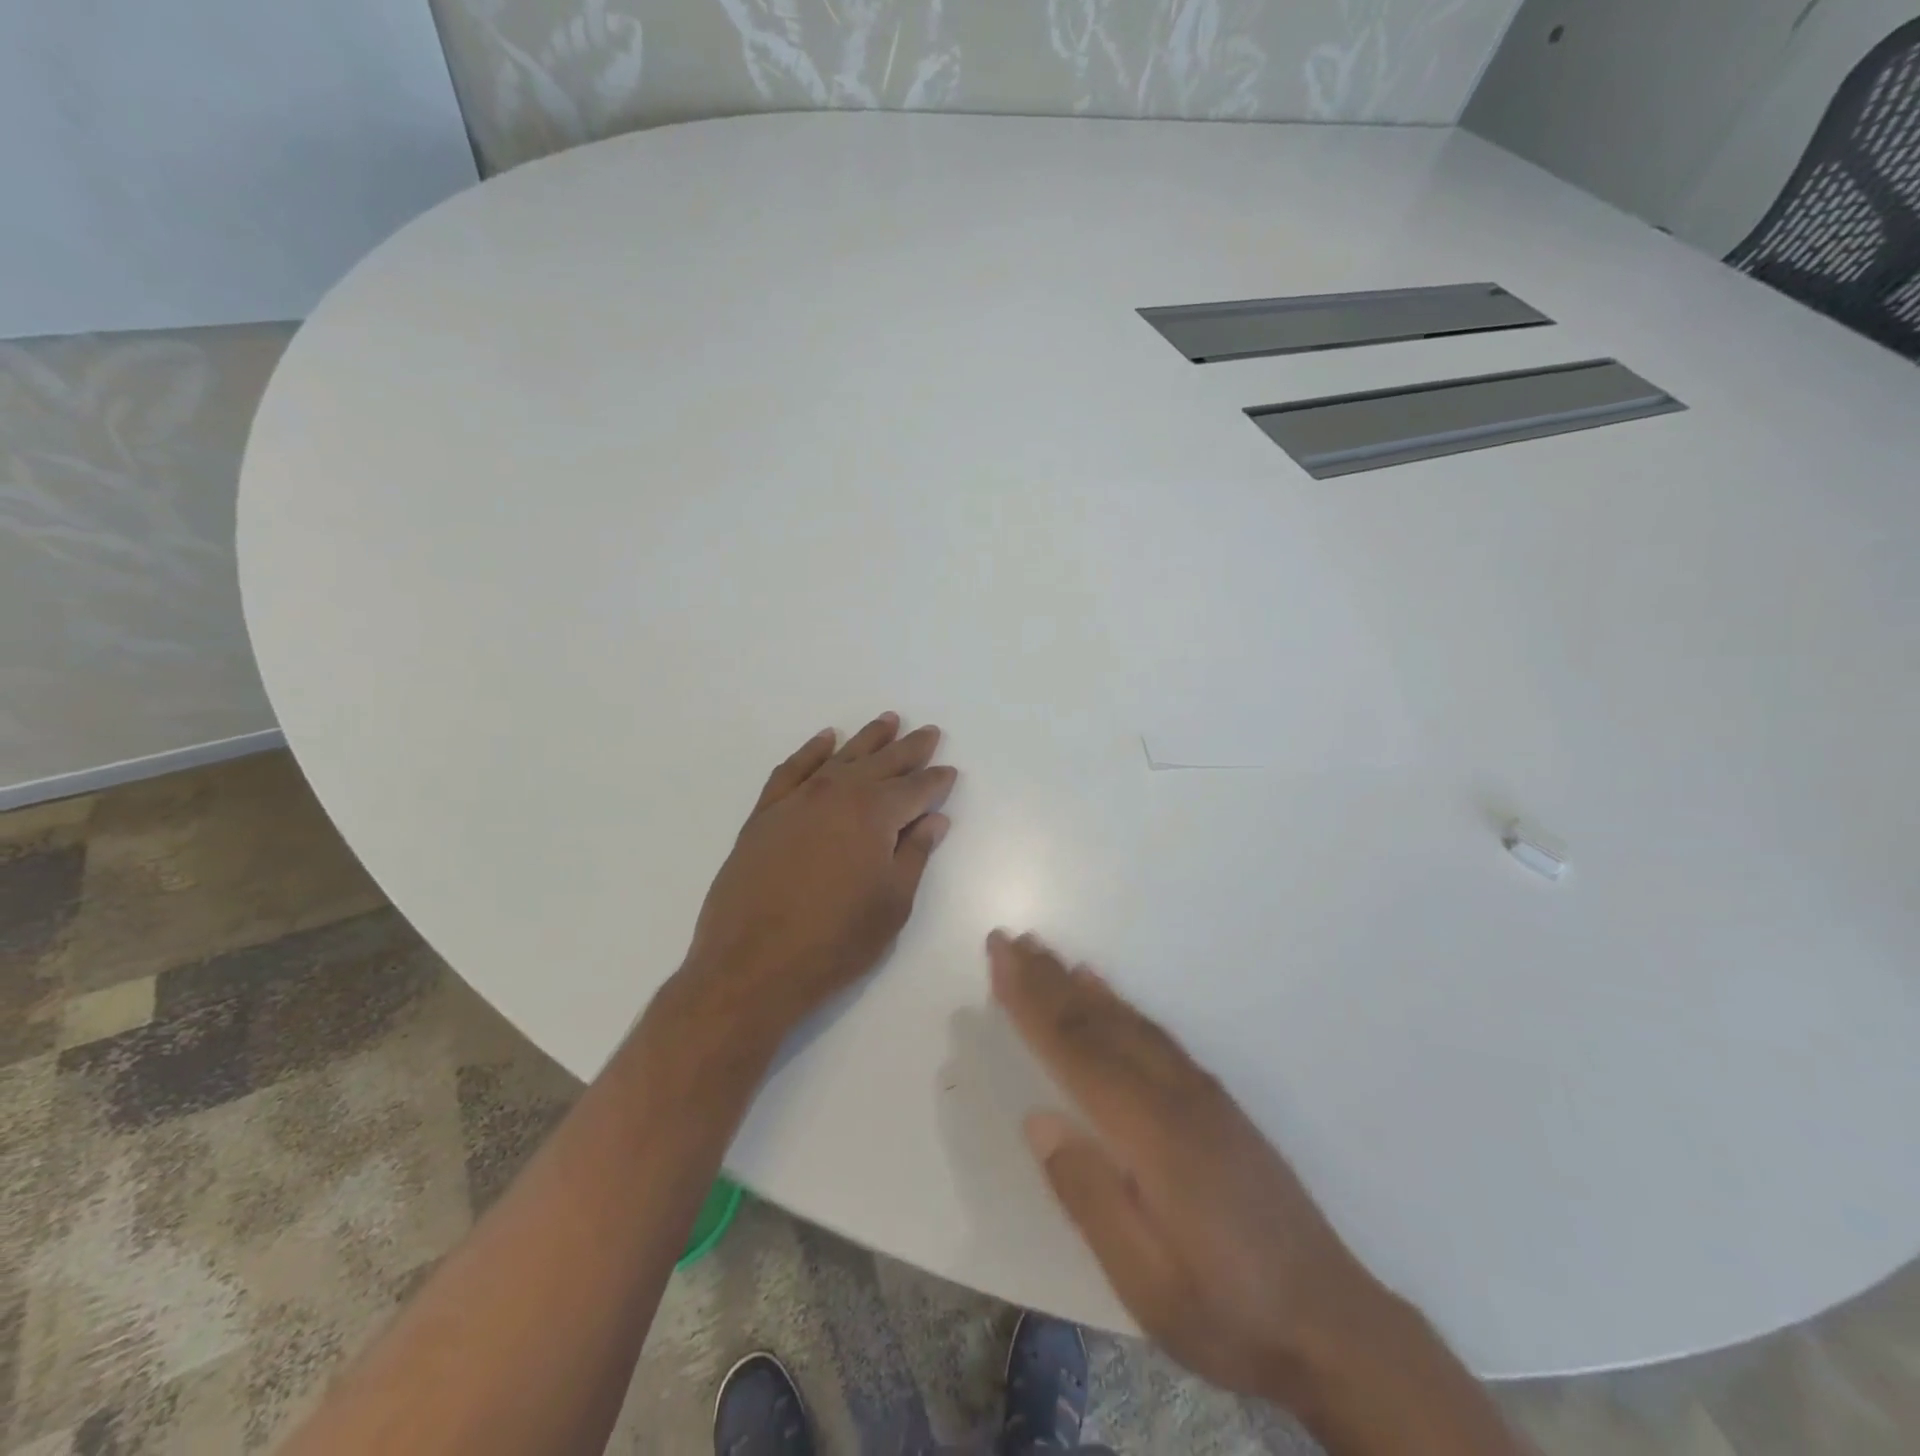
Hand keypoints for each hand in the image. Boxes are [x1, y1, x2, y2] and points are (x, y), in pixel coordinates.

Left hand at [680, 713, 955, 1040]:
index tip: (949, 771)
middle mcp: (838, 794)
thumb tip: (934, 819)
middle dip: (909, 749)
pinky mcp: (765, 814)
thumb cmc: (836, 942)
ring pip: (840, 758)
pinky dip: (811, 751)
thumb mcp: (892, 903)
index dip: (936, 781)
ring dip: (867, 739)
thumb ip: (915, 854)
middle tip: (928, 733)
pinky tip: (826, 739)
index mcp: (875, 814)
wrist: (752, 966)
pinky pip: (792, 770)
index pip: (916, 789)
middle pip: (882, 763)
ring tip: (888, 720)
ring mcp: (797, 800)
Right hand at [989, 931, 1396, 1405]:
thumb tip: (1036, 1119)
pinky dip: (1119, 1003)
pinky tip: (1104, 992)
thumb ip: (1088, 1194)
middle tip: (1007, 939)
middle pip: (1097, 1021)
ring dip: (1076, 983)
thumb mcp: (1146, 1280)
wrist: (1333, 1324)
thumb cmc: (1228, 1310)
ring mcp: (1198, 1091)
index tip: (999, 960)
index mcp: (1150, 1131)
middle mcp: (1173, 1093)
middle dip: (1045, 978)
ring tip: (1043, 953)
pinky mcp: (1214, 1099)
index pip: (1075, 1050)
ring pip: (1126, 1019)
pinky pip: (1154, 1033)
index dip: (1031, 1003)